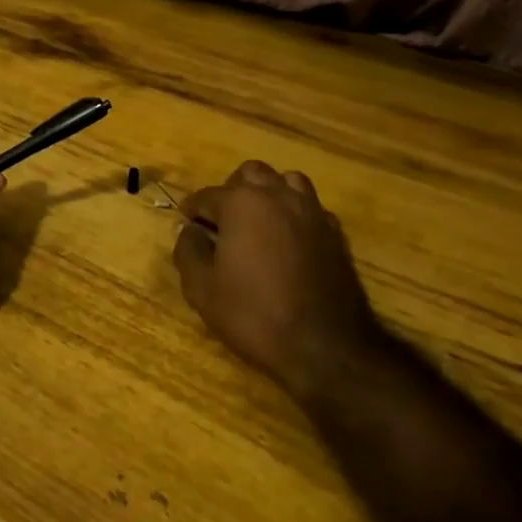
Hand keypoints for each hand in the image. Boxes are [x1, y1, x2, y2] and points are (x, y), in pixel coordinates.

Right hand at [174, 161, 385, 396]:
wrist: (324, 346)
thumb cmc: (254, 314)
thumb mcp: (202, 289)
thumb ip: (189, 250)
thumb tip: (189, 230)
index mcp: (241, 203)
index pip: (207, 195)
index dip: (193, 211)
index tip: (187, 225)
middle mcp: (278, 196)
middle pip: (251, 174)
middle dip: (232, 191)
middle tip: (222, 221)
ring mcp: (311, 211)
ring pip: (287, 181)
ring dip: (269, 193)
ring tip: (258, 222)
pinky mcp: (334, 233)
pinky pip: (310, 206)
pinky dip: (295, 213)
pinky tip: (288, 239)